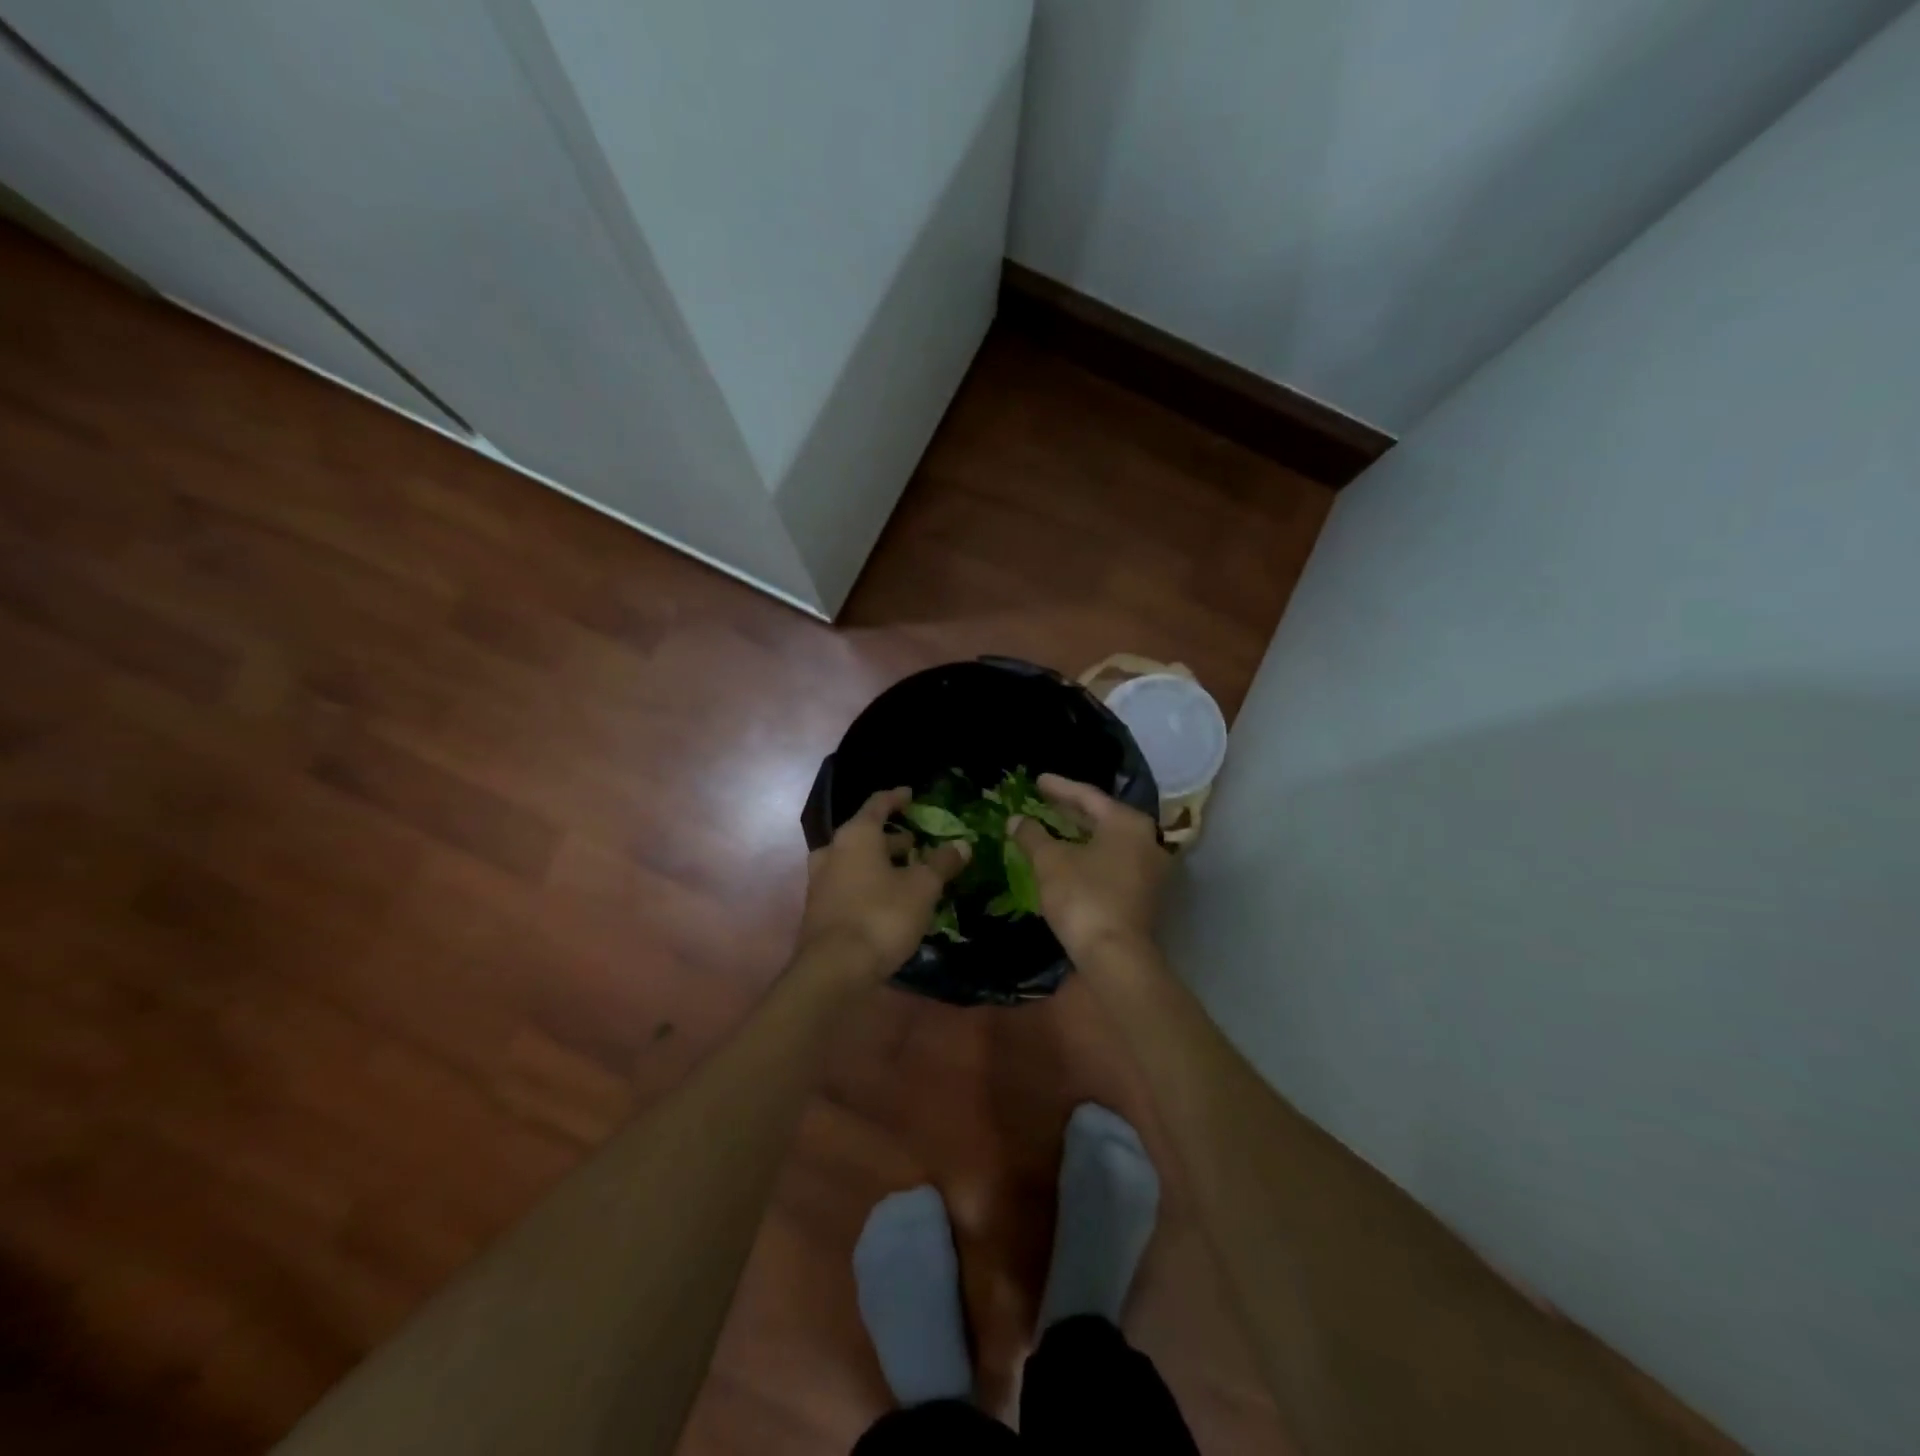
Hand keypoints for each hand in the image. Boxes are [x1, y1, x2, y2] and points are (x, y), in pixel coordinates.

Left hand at [796, 788, 969, 980]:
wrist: (833, 970)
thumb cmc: (881, 916)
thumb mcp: (922, 888)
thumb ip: (941, 863)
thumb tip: (961, 845)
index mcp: (856, 835)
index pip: (878, 804)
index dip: (896, 798)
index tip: (911, 795)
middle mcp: (833, 851)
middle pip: (865, 835)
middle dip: (893, 838)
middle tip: (918, 844)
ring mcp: (820, 881)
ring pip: (855, 861)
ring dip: (880, 863)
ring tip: (908, 873)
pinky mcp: (819, 909)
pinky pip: (848, 884)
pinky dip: (868, 883)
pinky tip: (889, 900)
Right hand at [1009, 774, 1168, 963]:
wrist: (1115, 957)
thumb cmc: (1083, 897)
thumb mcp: (1049, 862)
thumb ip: (1032, 835)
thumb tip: (1015, 820)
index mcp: (1127, 823)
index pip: (1088, 796)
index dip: (1059, 787)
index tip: (1037, 780)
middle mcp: (1146, 841)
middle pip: (1102, 818)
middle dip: (1070, 811)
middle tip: (1043, 802)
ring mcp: (1149, 870)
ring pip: (1108, 842)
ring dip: (1080, 835)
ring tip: (1052, 829)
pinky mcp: (1144, 896)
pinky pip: (1112, 863)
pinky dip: (1089, 856)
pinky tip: (1068, 859)